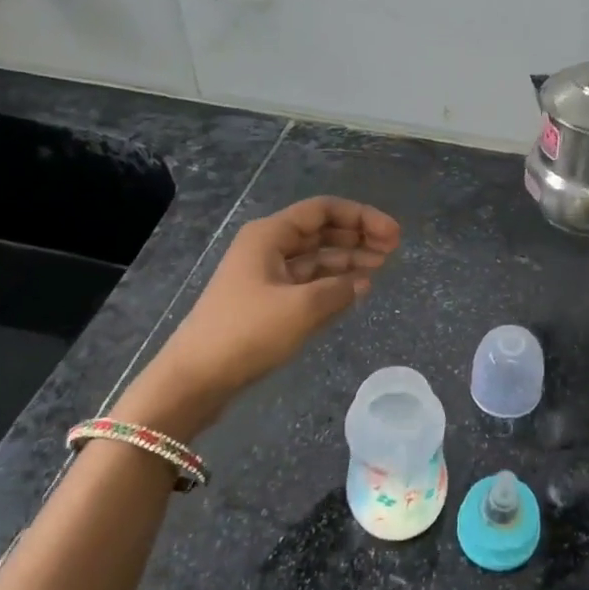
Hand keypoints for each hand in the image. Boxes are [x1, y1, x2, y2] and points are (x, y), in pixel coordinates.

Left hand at [121, 197, 400, 425]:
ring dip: (348, 261)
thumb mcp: (302, 308)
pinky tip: (355, 291)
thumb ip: (339, 290)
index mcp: (270, 235)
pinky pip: (307, 283)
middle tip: (393, 251)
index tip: (393, 236)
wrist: (195, 378)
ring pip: (315, 258)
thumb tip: (362, 282)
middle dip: (357, 237)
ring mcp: (265, 276)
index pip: (324, 211)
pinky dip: (332, 284)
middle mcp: (268, 248)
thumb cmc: (247, 333)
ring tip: (380, 269)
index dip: (362, 217)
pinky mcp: (265, 303)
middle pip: (321, 232)